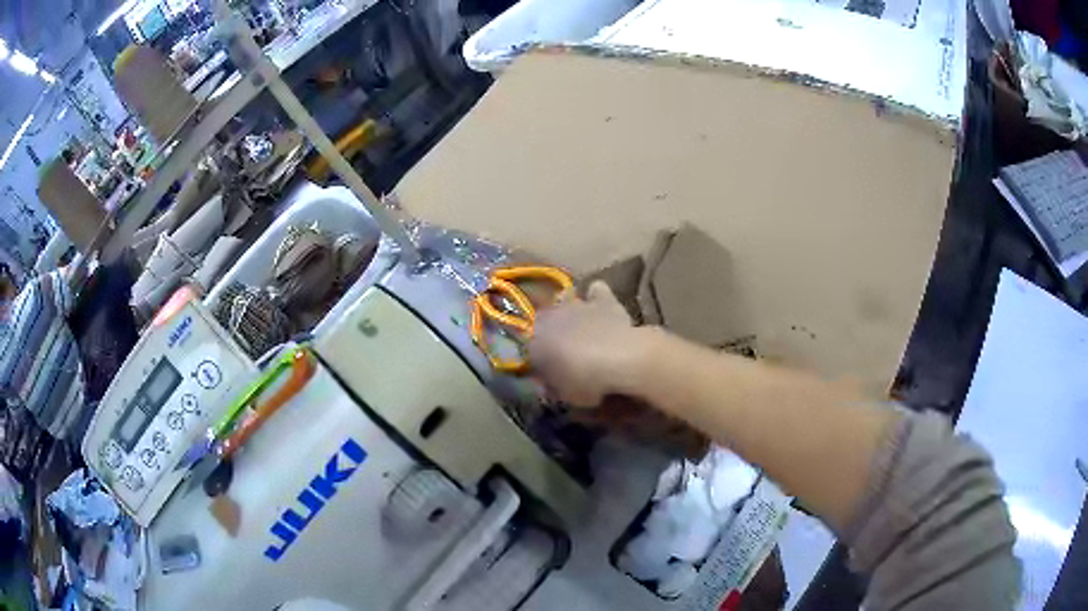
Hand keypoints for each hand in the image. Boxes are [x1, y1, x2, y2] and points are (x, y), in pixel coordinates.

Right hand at [528, 281, 647, 405]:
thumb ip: (551, 386)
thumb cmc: (584, 381)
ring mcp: (577, 304)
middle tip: (565, 353)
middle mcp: (550, 316)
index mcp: (534, 340)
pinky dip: (597, 297)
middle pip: (545, 321)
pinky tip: (601, 308)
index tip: (547, 371)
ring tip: (583, 331)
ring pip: (567, 302)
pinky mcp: (603, 300)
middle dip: (551, 334)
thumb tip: (546, 384)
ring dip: (571, 315)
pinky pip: (596, 291)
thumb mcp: (563, 394)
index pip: (528, 347)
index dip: (537, 359)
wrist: (619, 359)